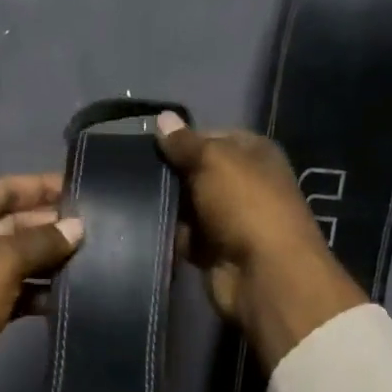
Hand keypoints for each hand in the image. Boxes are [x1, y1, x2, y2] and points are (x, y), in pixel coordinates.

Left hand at [0, 173, 83, 391]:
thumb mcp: (1, 263)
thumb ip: (42, 240)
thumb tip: (77, 227)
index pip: (5, 189)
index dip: (42, 186)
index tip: (84, 189)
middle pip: (14, 223)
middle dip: (52, 225)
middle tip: (99, 228)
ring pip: (19, 259)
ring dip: (51, 259)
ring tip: (96, 259)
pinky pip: (17, 289)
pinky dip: (41, 290)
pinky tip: (72, 294)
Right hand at [154, 112, 365, 369]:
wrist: (264, 274)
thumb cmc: (245, 205)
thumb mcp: (214, 161)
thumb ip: (185, 143)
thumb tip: (163, 118)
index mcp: (254, 153)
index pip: (211, 136)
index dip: (182, 139)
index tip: (147, 144)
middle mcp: (244, 183)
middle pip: (197, 172)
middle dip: (169, 174)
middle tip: (129, 171)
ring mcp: (229, 219)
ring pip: (187, 206)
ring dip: (166, 206)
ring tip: (126, 197)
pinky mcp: (214, 251)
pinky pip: (184, 237)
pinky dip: (169, 235)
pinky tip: (140, 227)